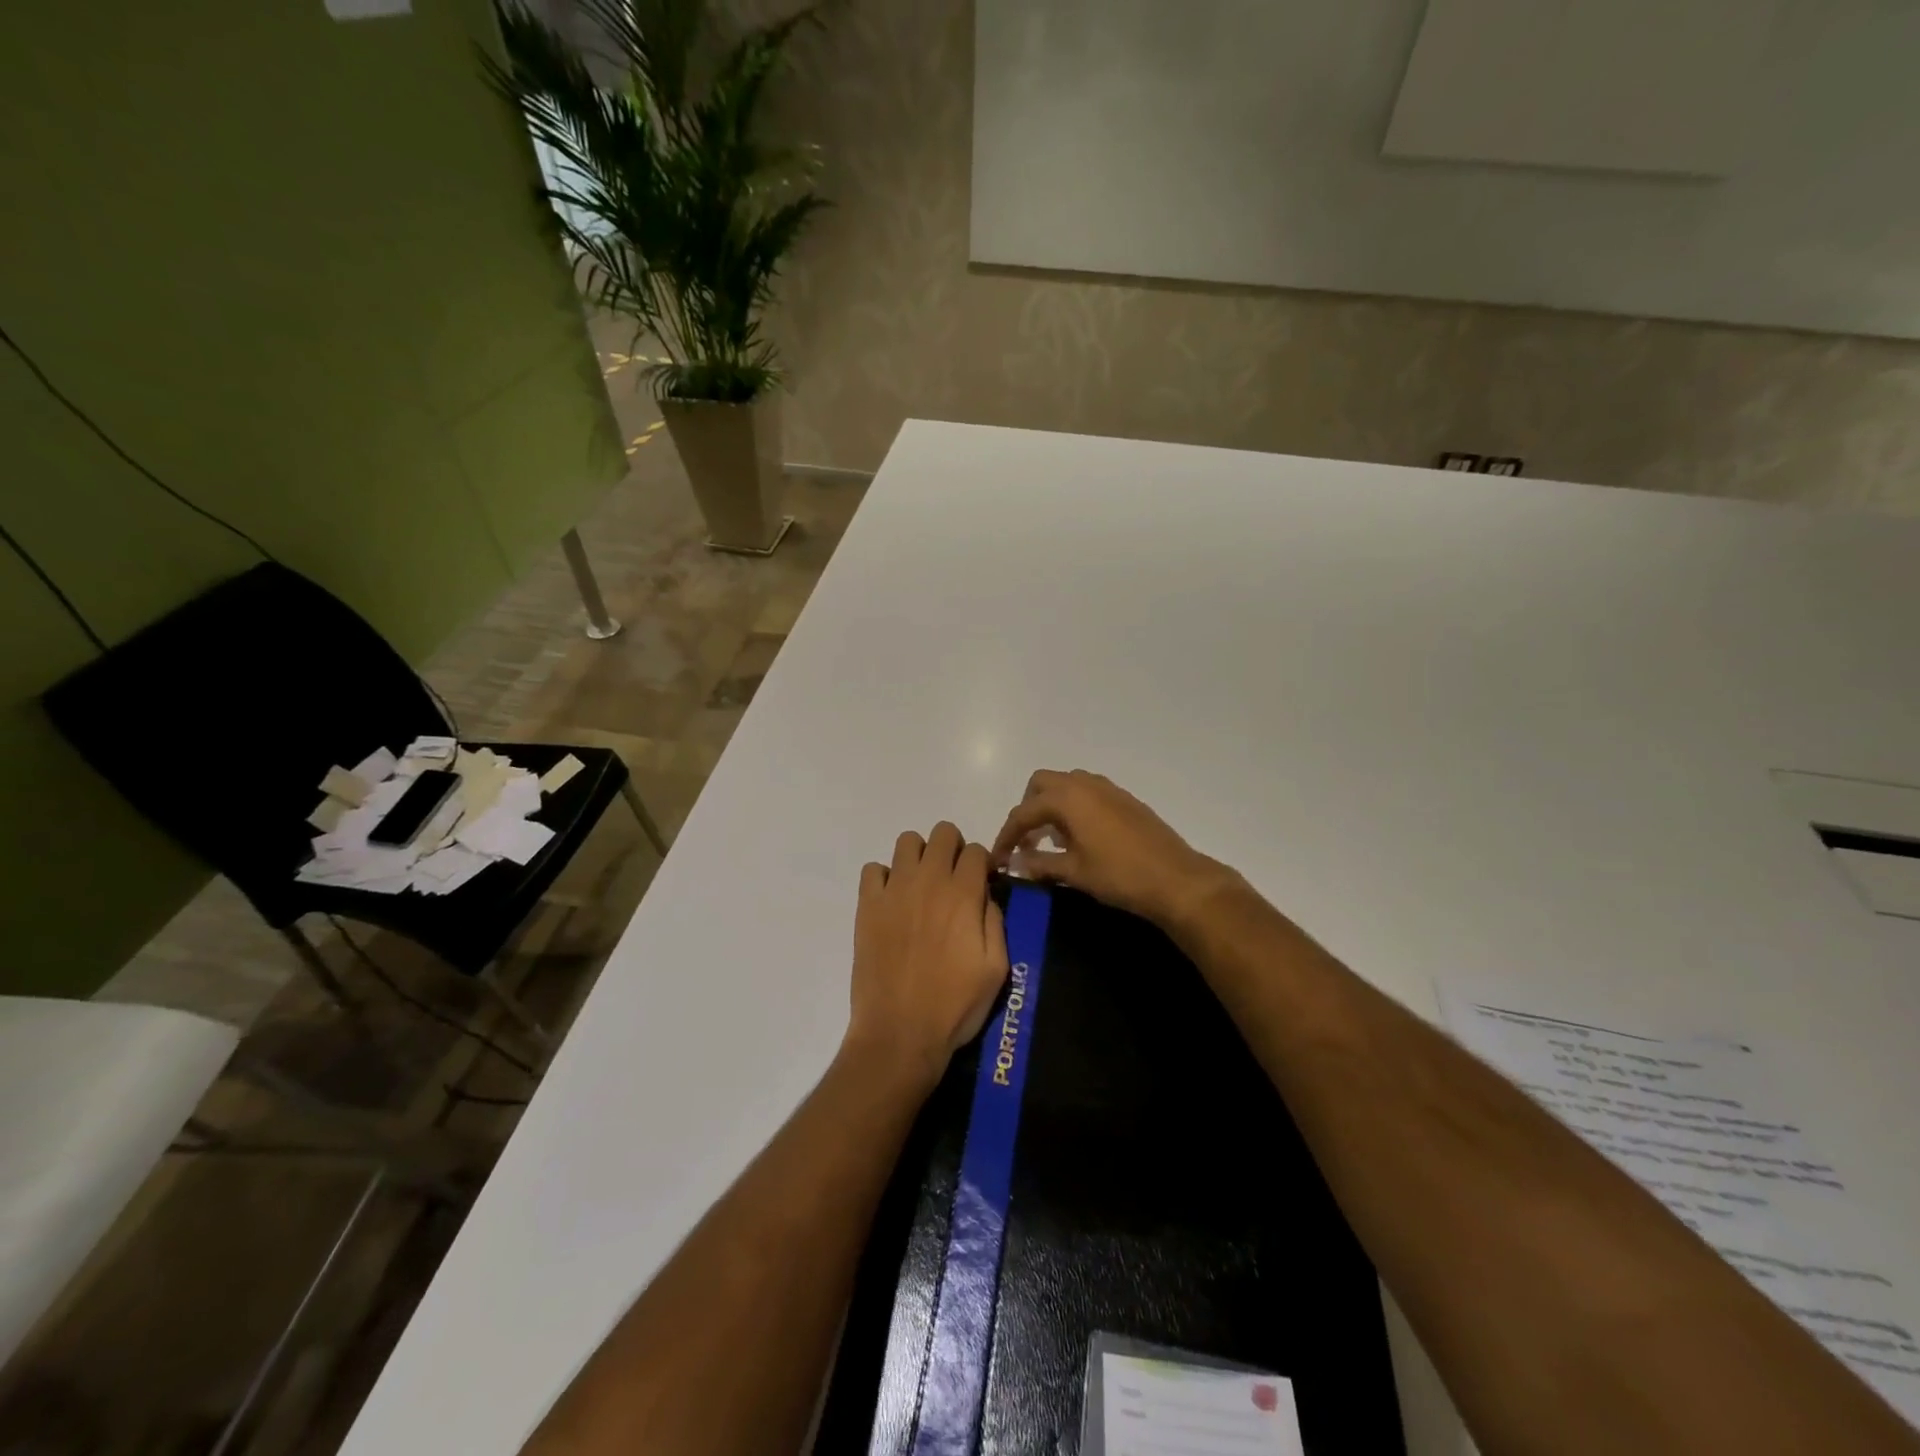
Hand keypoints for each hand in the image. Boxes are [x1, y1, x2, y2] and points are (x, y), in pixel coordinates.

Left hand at [846, 822, 1008, 1091]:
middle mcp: (929, 881)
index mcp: (963, 895)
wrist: (899, 1032)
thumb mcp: (996, 969)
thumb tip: (986, 895)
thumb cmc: (955, 1005)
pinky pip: (873, 869)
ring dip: (919, 856)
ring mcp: (894, 890)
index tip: (980, 884)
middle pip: (943, 832)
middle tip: (952, 880)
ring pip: (907, 841)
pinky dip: (884, 878)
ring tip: (921, 886)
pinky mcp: (867, 905)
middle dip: (952, 849)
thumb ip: (996, 923)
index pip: (975, 850)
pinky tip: (892, 902)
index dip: (981, 864)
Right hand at [991, 770, 1234, 928]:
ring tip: (1053, 840)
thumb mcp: (1074, 872)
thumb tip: (1016, 862)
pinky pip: (1088, 792)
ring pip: (1067, 785)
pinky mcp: (1125, 799)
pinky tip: (1080, 838)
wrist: (1176, 879)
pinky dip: (1074, 807)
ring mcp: (1108, 789)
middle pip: (1041, 784)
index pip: (1023, 812)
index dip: (1006, 835)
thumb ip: (1040, 863)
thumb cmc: (1119, 875)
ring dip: (1052, 806)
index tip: (999, 859)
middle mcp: (1085, 784)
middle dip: (1028, 809)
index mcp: (1067, 798)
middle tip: (1027, 841)